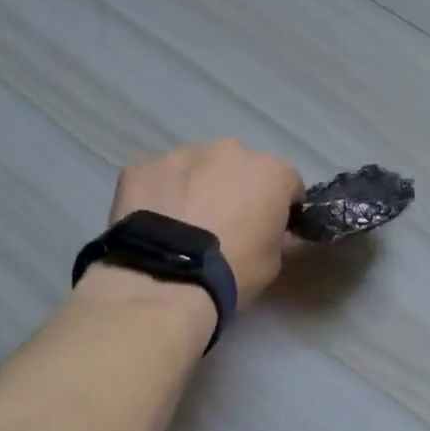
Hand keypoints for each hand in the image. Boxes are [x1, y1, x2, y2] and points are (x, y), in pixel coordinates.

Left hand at [108, 140, 304, 302]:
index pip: (287, 182)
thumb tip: (264, 228)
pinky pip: (158, 179)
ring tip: (184, 225)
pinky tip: (154, 224)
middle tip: (224, 225)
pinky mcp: (142, 167)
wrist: (166, 279)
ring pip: (197, 167)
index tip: (269, 227)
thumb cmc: (233, 270)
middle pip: (239, 167)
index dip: (280, 205)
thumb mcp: (274, 260)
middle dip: (235, 188)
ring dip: (197, 188)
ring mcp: (182, 154)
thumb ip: (274, 232)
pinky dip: (160, 194)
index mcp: (271, 171)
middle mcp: (230, 151)